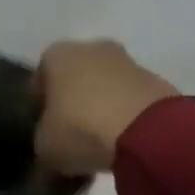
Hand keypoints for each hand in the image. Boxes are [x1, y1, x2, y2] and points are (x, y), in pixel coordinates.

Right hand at [33, 39, 177, 175]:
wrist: (148, 132)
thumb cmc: (82, 129)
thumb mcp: (46, 146)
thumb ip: (43, 140)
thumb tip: (50, 144)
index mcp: (55, 55)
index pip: (39, 81)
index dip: (42, 108)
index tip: (47, 133)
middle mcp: (88, 47)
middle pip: (75, 78)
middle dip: (74, 102)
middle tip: (75, 137)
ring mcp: (126, 61)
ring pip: (105, 86)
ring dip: (103, 107)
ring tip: (105, 143)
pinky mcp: (155, 79)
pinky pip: (131, 99)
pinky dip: (128, 115)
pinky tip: (129, 141)